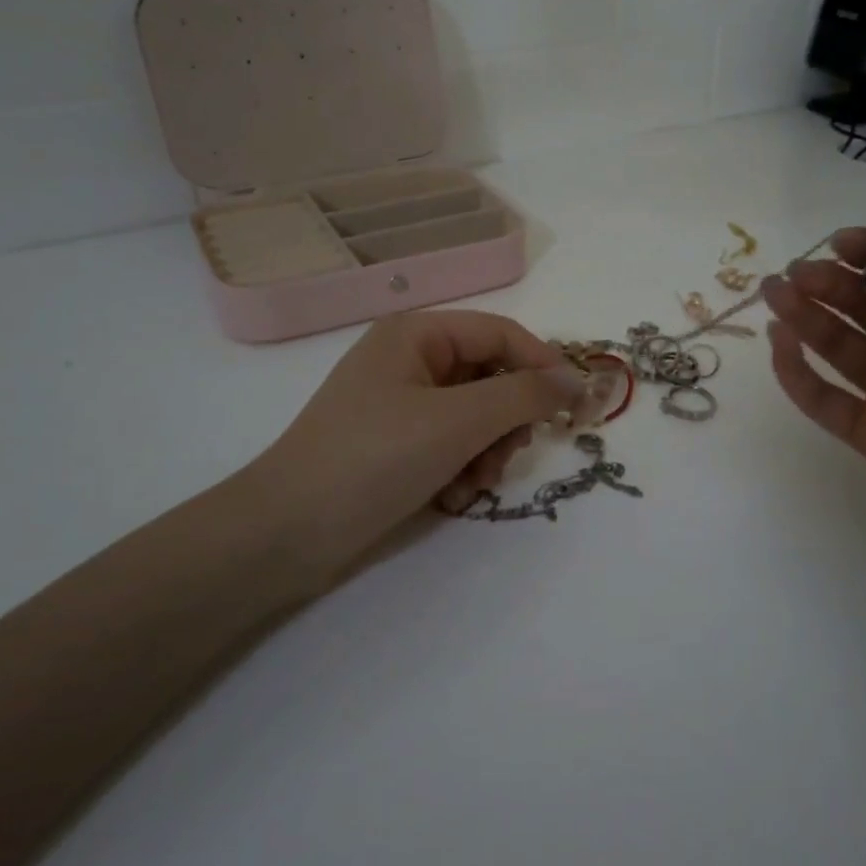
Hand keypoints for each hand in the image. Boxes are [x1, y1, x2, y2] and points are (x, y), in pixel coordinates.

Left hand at [246, 311, 601, 573]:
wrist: (287, 532)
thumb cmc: (374, 458)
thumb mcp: (459, 421)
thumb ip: (525, 395)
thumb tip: (577, 380)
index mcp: (417, 333)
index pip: (502, 334)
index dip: (544, 365)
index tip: (576, 407)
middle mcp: (409, 360)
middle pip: (491, 377)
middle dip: (506, 421)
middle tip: (508, 455)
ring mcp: (399, 403)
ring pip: (475, 416)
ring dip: (486, 452)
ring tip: (472, 485)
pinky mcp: (394, 443)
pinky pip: (450, 443)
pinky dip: (460, 469)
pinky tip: (449, 497)